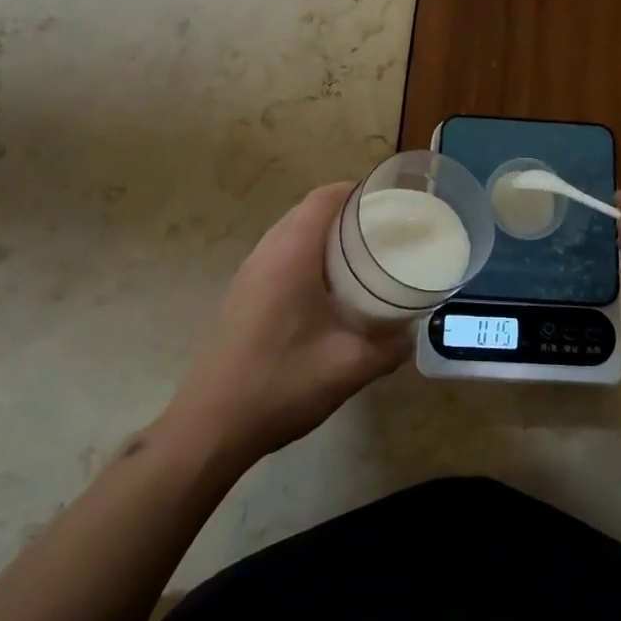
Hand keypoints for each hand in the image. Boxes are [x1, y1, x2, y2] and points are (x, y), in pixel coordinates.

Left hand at [165, 183, 409, 464]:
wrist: (210, 428)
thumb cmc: (281, 383)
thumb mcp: (349, 367)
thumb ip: (389, 347)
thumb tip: (409, 334)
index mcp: (291, 253)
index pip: (324, 198)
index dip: (357, 192)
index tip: (390, 203)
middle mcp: (266, 253)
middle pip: (308, 211)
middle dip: (347, 213)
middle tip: (384, 231)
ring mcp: (249, 274)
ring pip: (292, 234)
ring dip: (325, 237)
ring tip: (362, 257)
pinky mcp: (242, 296)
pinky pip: (280, 257)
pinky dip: (308, 257)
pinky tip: (328, 291)